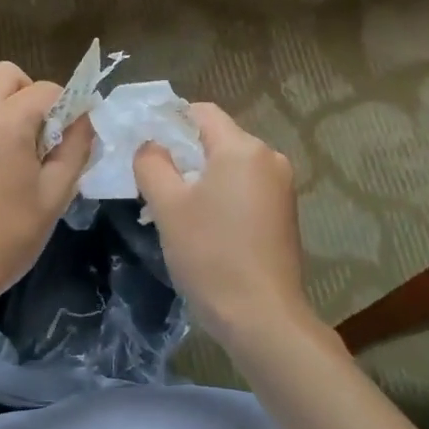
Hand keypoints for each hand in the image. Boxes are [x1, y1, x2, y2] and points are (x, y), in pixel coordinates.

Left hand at [0, 61, 94, 314]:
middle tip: (49, 139)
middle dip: (35, 96)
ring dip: (12, 114)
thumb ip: (74, 151)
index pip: (48, 89)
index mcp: (5, 121)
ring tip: (26, 162)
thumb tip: (84, 121)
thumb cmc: (5, 238)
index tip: (80, 139)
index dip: (71, 107)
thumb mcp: (54, 197)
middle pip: (9, 77)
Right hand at [133, 103, 311, 347]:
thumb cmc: (210, 255)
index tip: (143, 147)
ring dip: (201, 178)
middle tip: (152, 183)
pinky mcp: (285, 213)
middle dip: (183, 154)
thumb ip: (152, 164)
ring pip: (230, 166)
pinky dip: (221, 196)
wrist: (261, 316)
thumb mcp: (168, 207)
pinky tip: (204, 226)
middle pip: (217, 139)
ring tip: (174, 210)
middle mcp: (269, 158)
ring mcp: (282, 187)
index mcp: (243, 148)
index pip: (201, 112)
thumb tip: (151, 145)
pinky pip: (245, 189)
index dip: (168, 121)